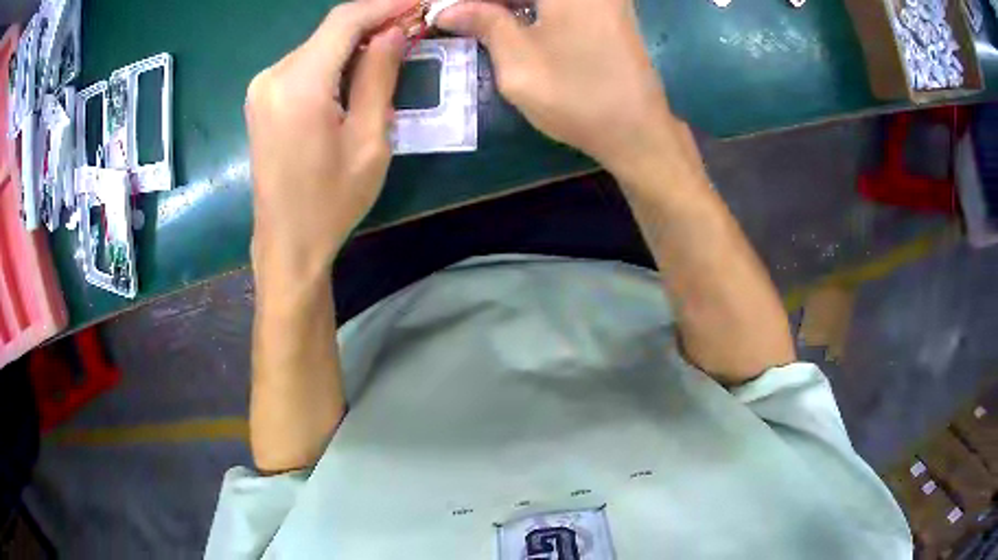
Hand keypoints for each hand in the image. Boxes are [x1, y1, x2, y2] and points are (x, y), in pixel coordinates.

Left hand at [246, 0, 405, 286]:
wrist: (286, 242)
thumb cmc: (332, 201)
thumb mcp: (370, 140)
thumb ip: (379, 76)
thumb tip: (394, 32)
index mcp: (299, 86)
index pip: (345, 20)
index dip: (385, 5)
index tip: (419, 3)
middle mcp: (272, 76)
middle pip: (330, 29)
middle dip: (373, 21)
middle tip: (413, 26)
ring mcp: (262, 87)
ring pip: (318, 45)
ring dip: (355, 40)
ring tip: (392, 48)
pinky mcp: (261, 99)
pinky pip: (304, 63)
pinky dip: (334, 58)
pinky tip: (357, 69)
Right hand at [437, 0, 674, 175]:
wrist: (637, 129)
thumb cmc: (576, 95)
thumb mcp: (518, 61)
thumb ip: (483, 24)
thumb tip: (448, 10)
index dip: (474, 1)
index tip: (450, 12)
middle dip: (490, 2)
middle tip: (462, 16)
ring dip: (510, 4)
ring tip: (479, 19)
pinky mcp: (609, 9)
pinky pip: (561, 2)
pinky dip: (532, 7)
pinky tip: (510, 18)